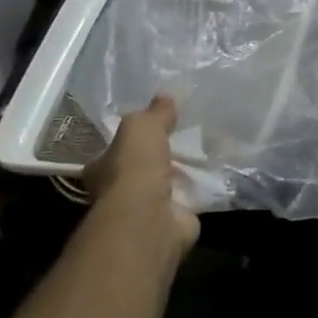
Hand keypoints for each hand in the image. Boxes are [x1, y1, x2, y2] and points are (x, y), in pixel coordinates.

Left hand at [83, 95, 198, 263]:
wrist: (150, 217)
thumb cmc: (134, 168)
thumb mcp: (141, 126)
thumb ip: (153, 113)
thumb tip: (165, 96)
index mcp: (102, 169)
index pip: (113, 151)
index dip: (129, 140)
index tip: (151, 129)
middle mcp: (119, 192)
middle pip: (140, 170)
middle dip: (159, 159)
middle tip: (183, 139)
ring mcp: (147, 210)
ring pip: (166, 186)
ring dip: (181, 175)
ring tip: (205, 154)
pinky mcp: (174, 221)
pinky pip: (189, 200)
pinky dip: (200, 190)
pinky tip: (216, 176)